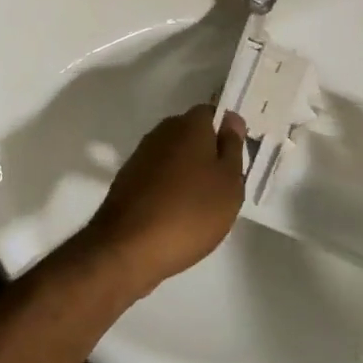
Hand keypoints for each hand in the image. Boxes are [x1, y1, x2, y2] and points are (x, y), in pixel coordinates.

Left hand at [86, 106, 246, 294]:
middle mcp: (163, 131)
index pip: (212, 113)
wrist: (128, 249)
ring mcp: (141, 155)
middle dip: (206, 153)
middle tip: (222, 186)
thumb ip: (233, 147)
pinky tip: (174, 216)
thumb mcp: (229, 183)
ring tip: (199, 206)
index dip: (226, 133)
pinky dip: (167, 189)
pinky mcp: (127, 180)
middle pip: (191, 134)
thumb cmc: (190, 212)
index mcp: (190, 124)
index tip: (235, 159)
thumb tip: (231, 119)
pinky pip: (157, 177)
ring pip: (173, 156)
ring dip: (186, 173)